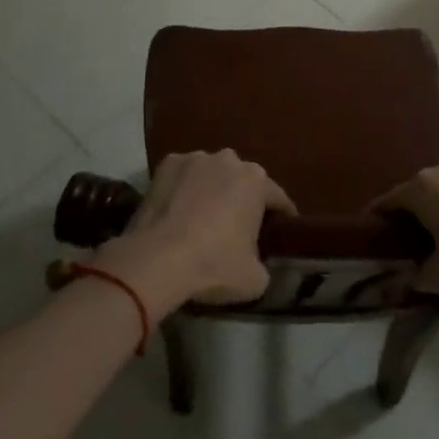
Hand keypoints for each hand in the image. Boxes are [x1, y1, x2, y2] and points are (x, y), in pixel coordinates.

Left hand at [95, 150, 295, 311]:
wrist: (156, 260)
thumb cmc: (213, 265)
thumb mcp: (255, 280)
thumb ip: (264, 264)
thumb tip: (258, 261)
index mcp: (256, 181)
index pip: (278, 198)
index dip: (282, 217)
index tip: (280, 233)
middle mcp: (228, 159)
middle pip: (242, 181)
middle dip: (242, 199)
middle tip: (237, 229)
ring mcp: (195, 158)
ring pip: (211, 174)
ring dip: (211, 190)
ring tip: (202, 219)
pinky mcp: (166, 164)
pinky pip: (182, 176)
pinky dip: (183, 189)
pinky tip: (176, 212)